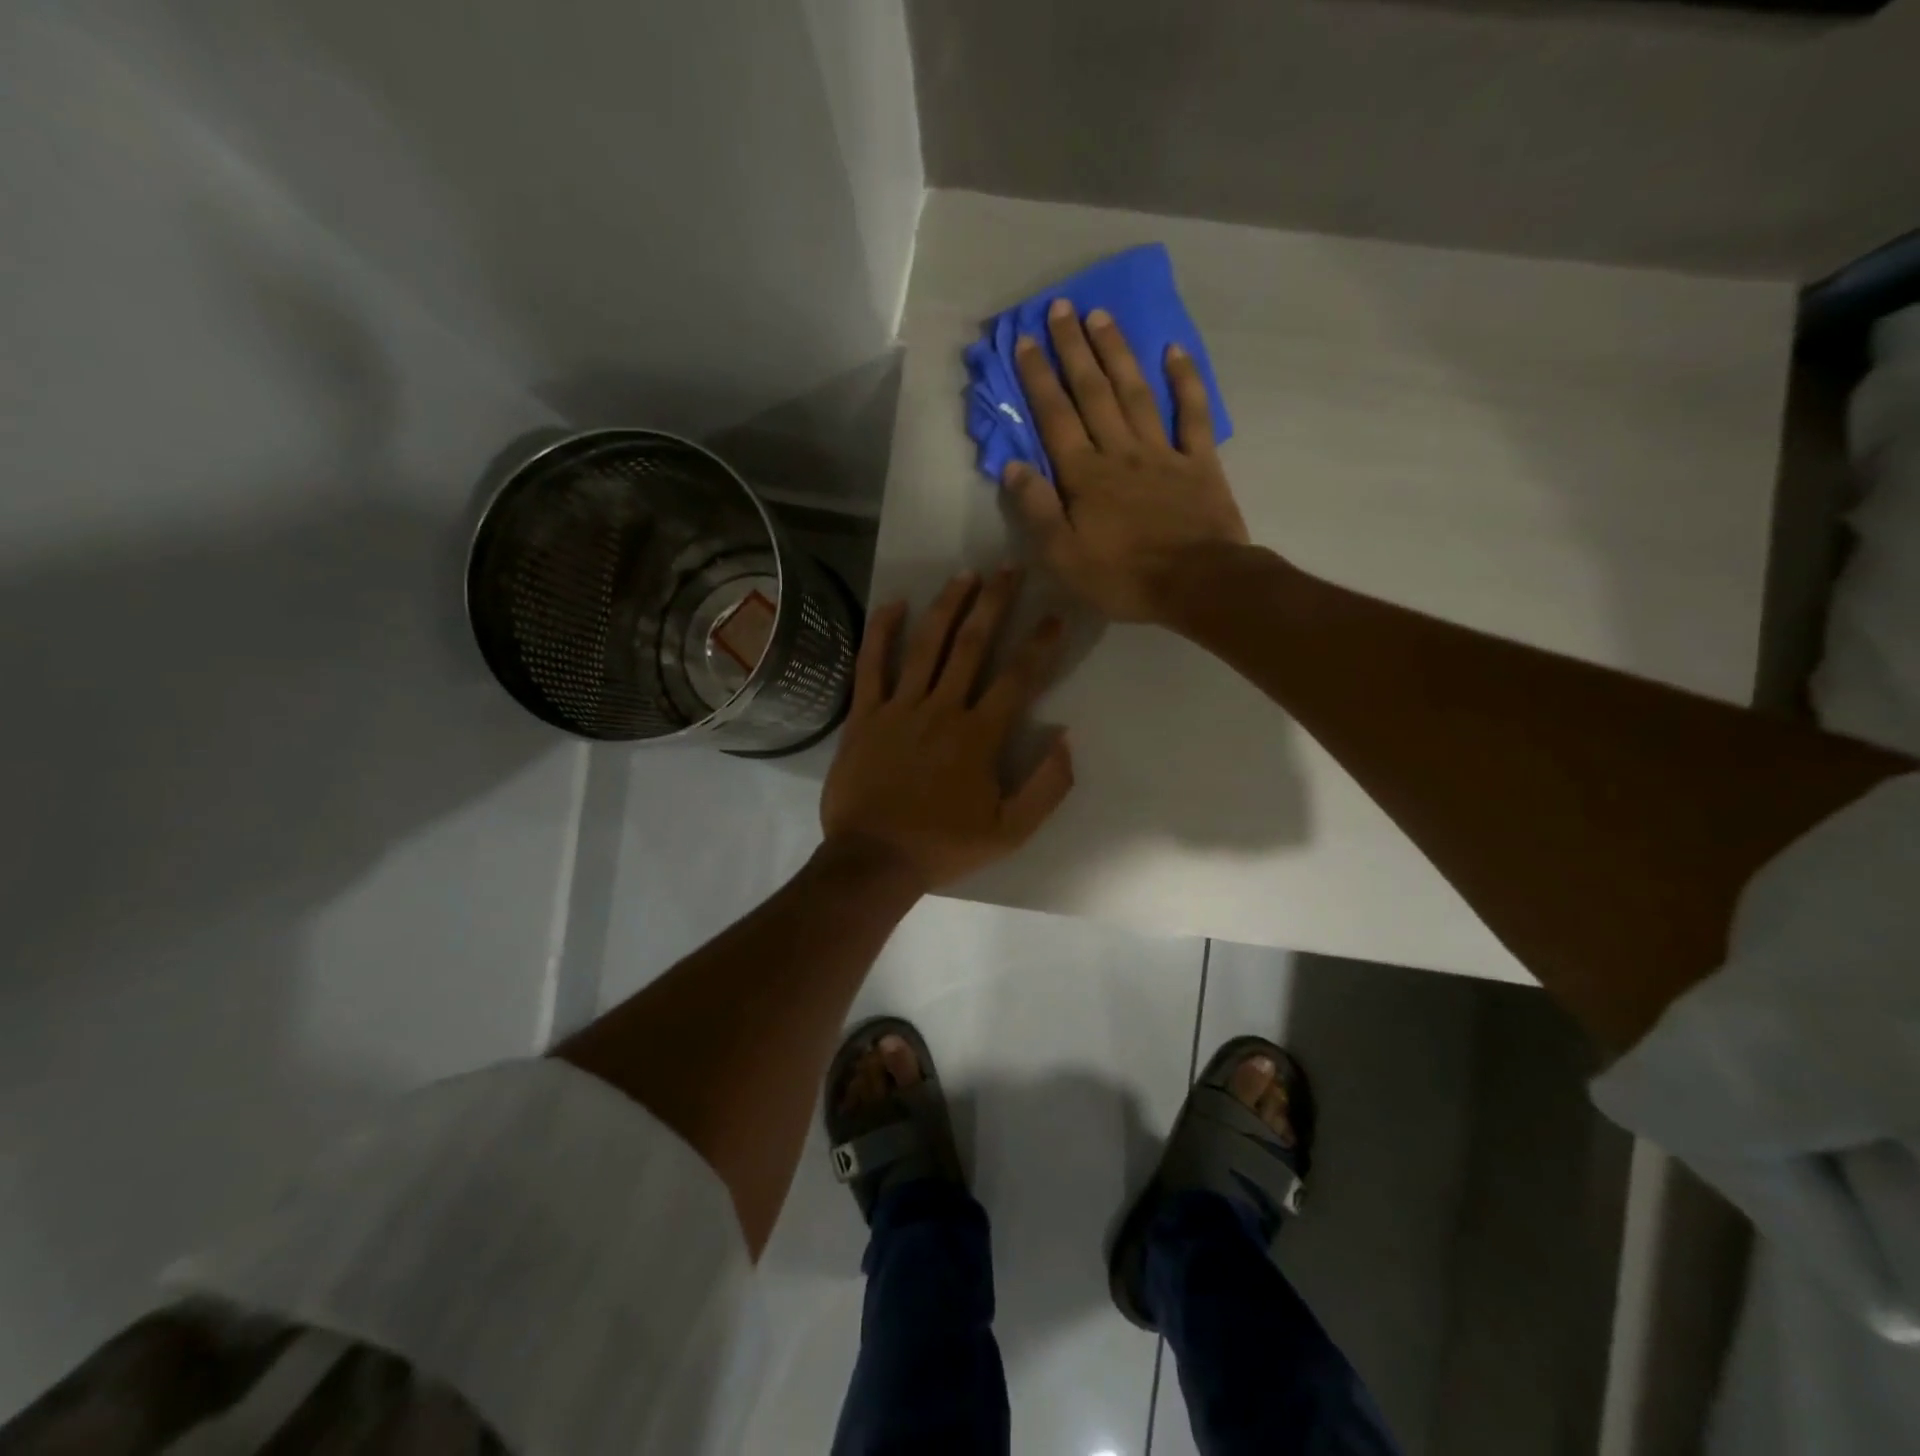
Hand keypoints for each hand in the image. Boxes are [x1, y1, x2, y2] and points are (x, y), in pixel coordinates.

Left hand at [820, 567, 1073, 890]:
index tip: (1054, 615)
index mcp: (979, 735)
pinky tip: (894, 604)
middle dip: (994, 603)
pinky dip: (882, 632)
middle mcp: (942, 709)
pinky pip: (872, 665)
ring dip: (947, 606)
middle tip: (1008, 569)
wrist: (874, 860)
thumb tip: (1067, 739)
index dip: (1039, 643)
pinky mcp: (864, 715)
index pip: (1018, 678)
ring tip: (965, 575)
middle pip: (973, 645)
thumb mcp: (1010, 831)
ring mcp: (899, 708)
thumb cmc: (943, 847)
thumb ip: (1047, 787)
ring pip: (926, 645)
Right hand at [1005, 299, 1249, 622]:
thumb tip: (1014, 467)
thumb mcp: (1064, 557)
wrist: (1198, 585)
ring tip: (1102, 316)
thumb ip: (1037, 511)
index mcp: (1085, 476)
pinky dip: (1185, 381)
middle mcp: (1120, 452)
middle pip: (1093, 393)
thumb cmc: (1124, 577)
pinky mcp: (1199, 463)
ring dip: (1118, 352)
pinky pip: (1193, 414)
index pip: (1055, 418)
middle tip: (1061, 307)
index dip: (1038, 378)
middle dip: (1074, 349)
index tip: (1023, 340)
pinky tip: (1174, 350)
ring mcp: (1163, 452)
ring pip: (1136, 392)